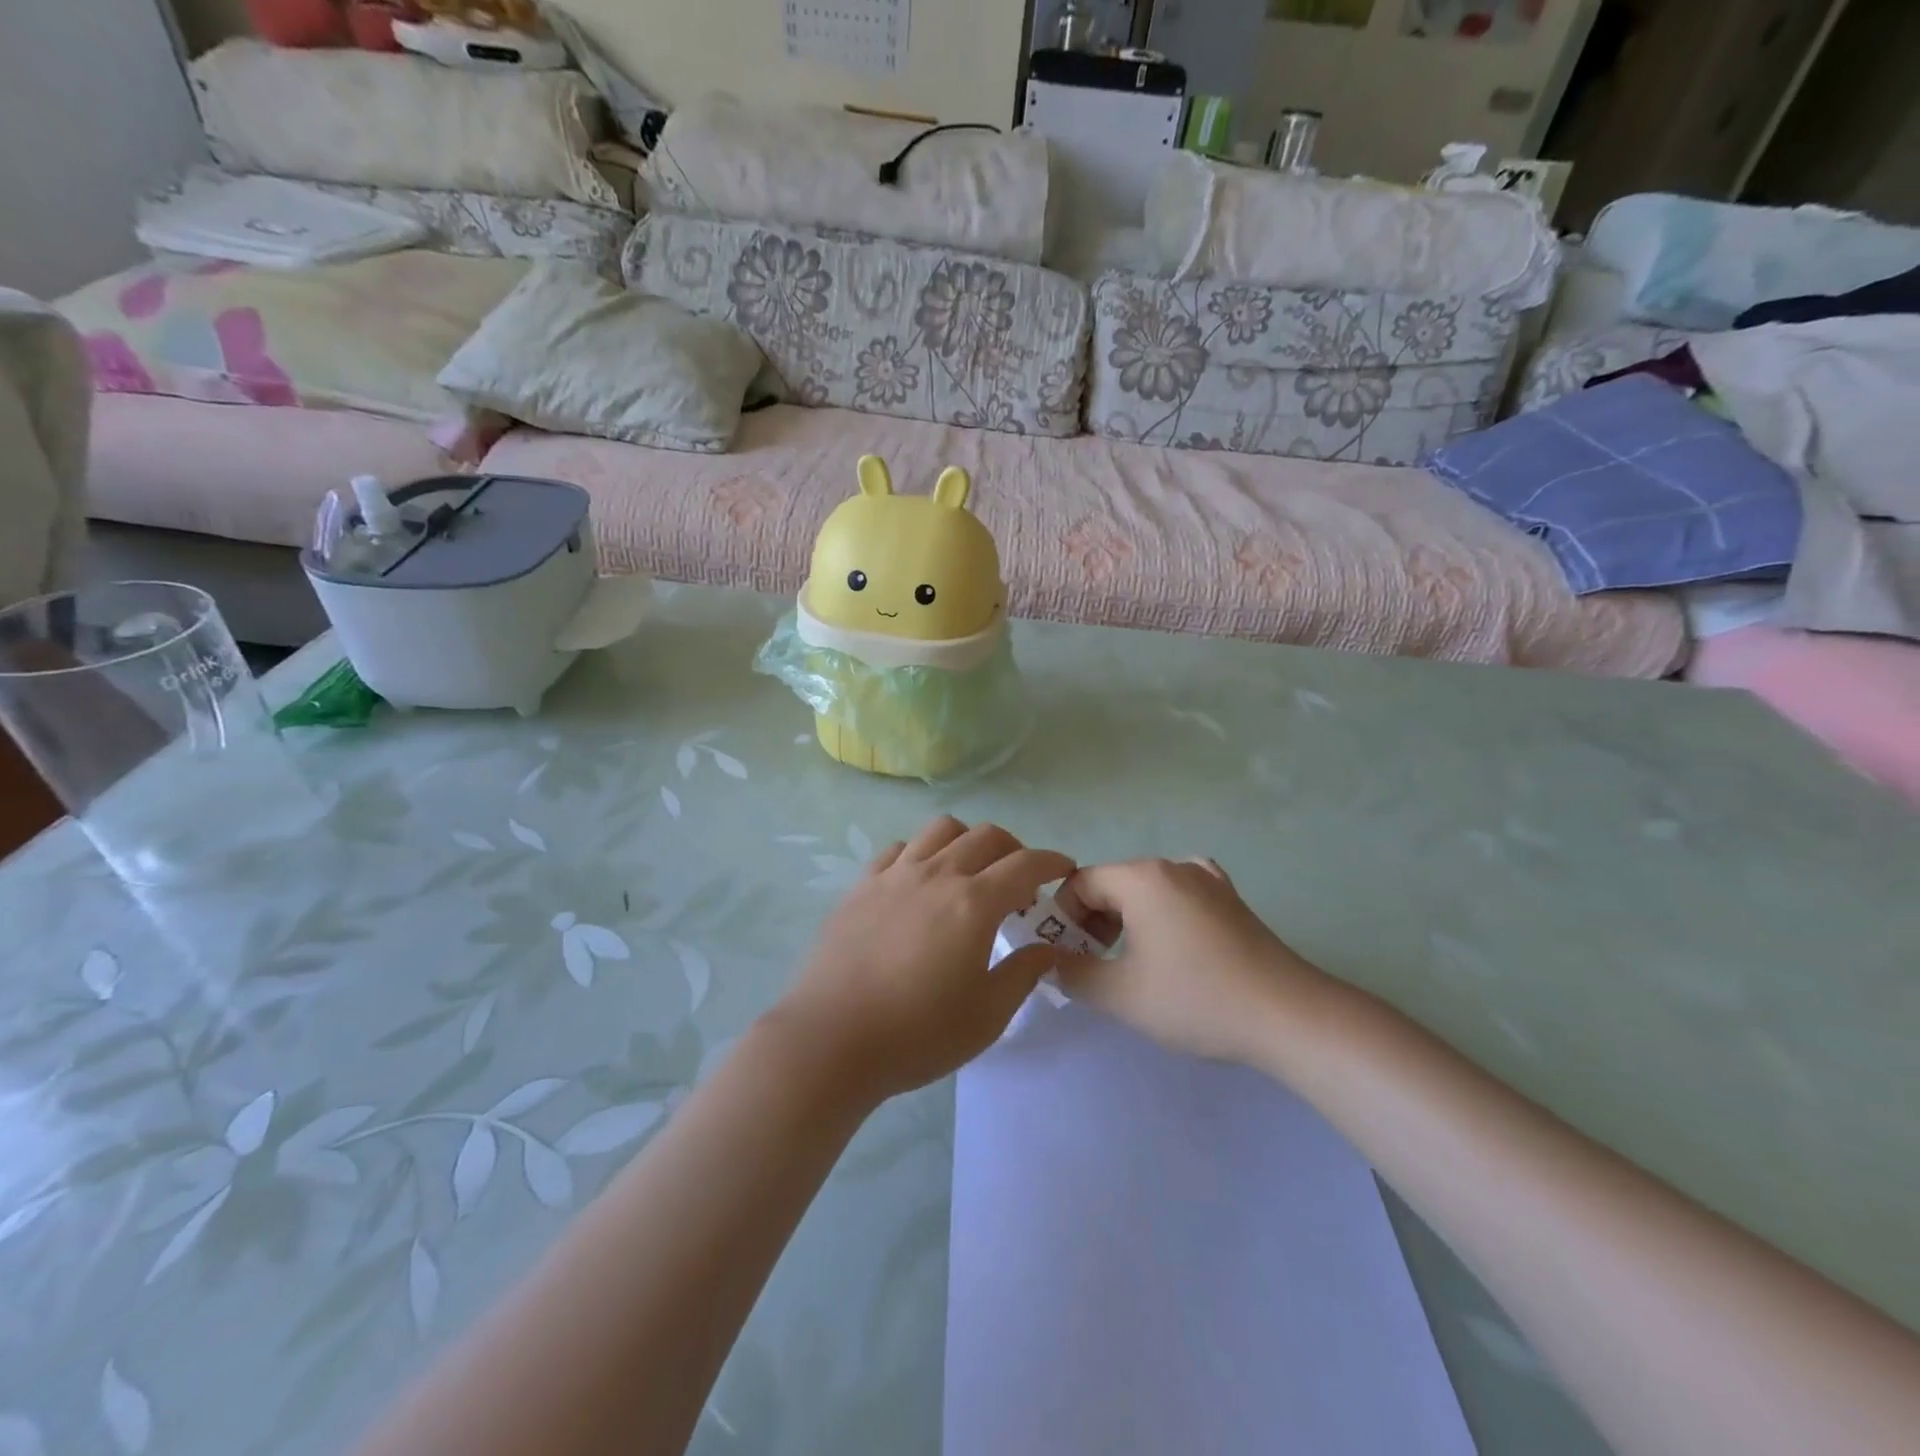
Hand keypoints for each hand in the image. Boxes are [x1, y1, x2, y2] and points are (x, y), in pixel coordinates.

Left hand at [767, 817, 1074, 1102]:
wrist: (831, 1040)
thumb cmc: (917, 1034)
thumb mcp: (987, 1015)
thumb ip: (1022, 973)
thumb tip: (1045, 948)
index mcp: (974, 903)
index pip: (1025, 864)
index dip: (1052, 862)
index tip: (1064, 869)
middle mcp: (937, 874)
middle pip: (986, 836)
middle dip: (1014, 849)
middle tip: (1019, 883)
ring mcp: (895, 875)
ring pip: (941, 830)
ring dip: (967, 841)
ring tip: (969, 873)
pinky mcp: (861, 885)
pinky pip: (899, 849)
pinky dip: (922, 853)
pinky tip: (920, 882)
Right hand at [1052, 858, 1328, 1067]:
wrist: (1287, 1015)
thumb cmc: (1196, 998)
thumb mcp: (1120, 994)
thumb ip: (1074, 973)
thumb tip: (1053, 961)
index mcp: (1141, 878)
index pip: (1080, 883)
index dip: (1062, 918)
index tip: (1065, 956)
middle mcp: (1172, 866)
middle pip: (1113, 884)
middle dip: (1092, 921)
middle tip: (1093, 965)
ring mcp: (1207, 879)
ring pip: (1146, 891)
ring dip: (1125, 921)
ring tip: (1129, 964)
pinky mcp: (1231, 900)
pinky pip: (1180, 895)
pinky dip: (1162, 914)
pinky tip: (1170, 941)